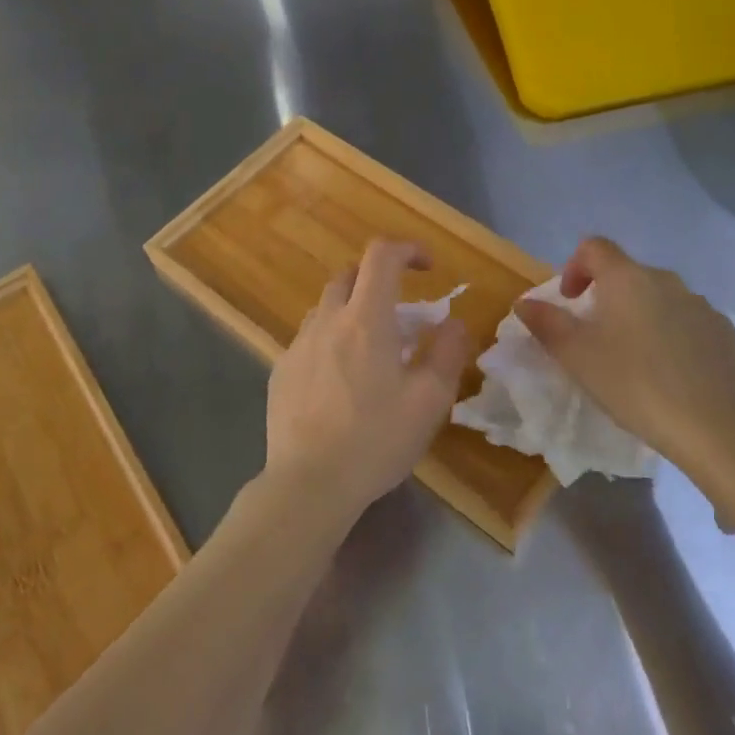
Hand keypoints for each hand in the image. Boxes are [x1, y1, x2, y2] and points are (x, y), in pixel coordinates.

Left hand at [265, 239, 473, 517]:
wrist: (309, 484)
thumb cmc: (376, 440)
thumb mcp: (429, 401)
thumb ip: (448, 352)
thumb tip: (454, 323)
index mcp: (366, 319)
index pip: (382, 255)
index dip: (408, 250)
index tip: (428, 268)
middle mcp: (327, 321)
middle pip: (349, 275)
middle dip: (378, 280)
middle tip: (401, 313)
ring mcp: (297, 345)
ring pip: (326, 308)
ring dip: (352, 312)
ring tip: (372, 351)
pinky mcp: (280, 372)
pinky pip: (309, 340)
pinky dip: (330, 343)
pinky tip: (340, 383)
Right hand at [516, 236, 734, 492]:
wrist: (709, 423)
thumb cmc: (631, 382)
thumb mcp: (575, 355)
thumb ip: (545, 323)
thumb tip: (524, 302)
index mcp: (626, 278)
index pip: (594, 247)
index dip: (574, 267)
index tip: (569, 301)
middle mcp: (665, 280)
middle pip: (627, 273)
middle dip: (607, 296)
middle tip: (596, 336)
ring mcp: (699, 304)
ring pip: (659, 297)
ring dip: (640, 315)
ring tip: (634, 357)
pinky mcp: (723, 331)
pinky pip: (688, 320)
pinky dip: (672, 333)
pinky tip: (669, 369)